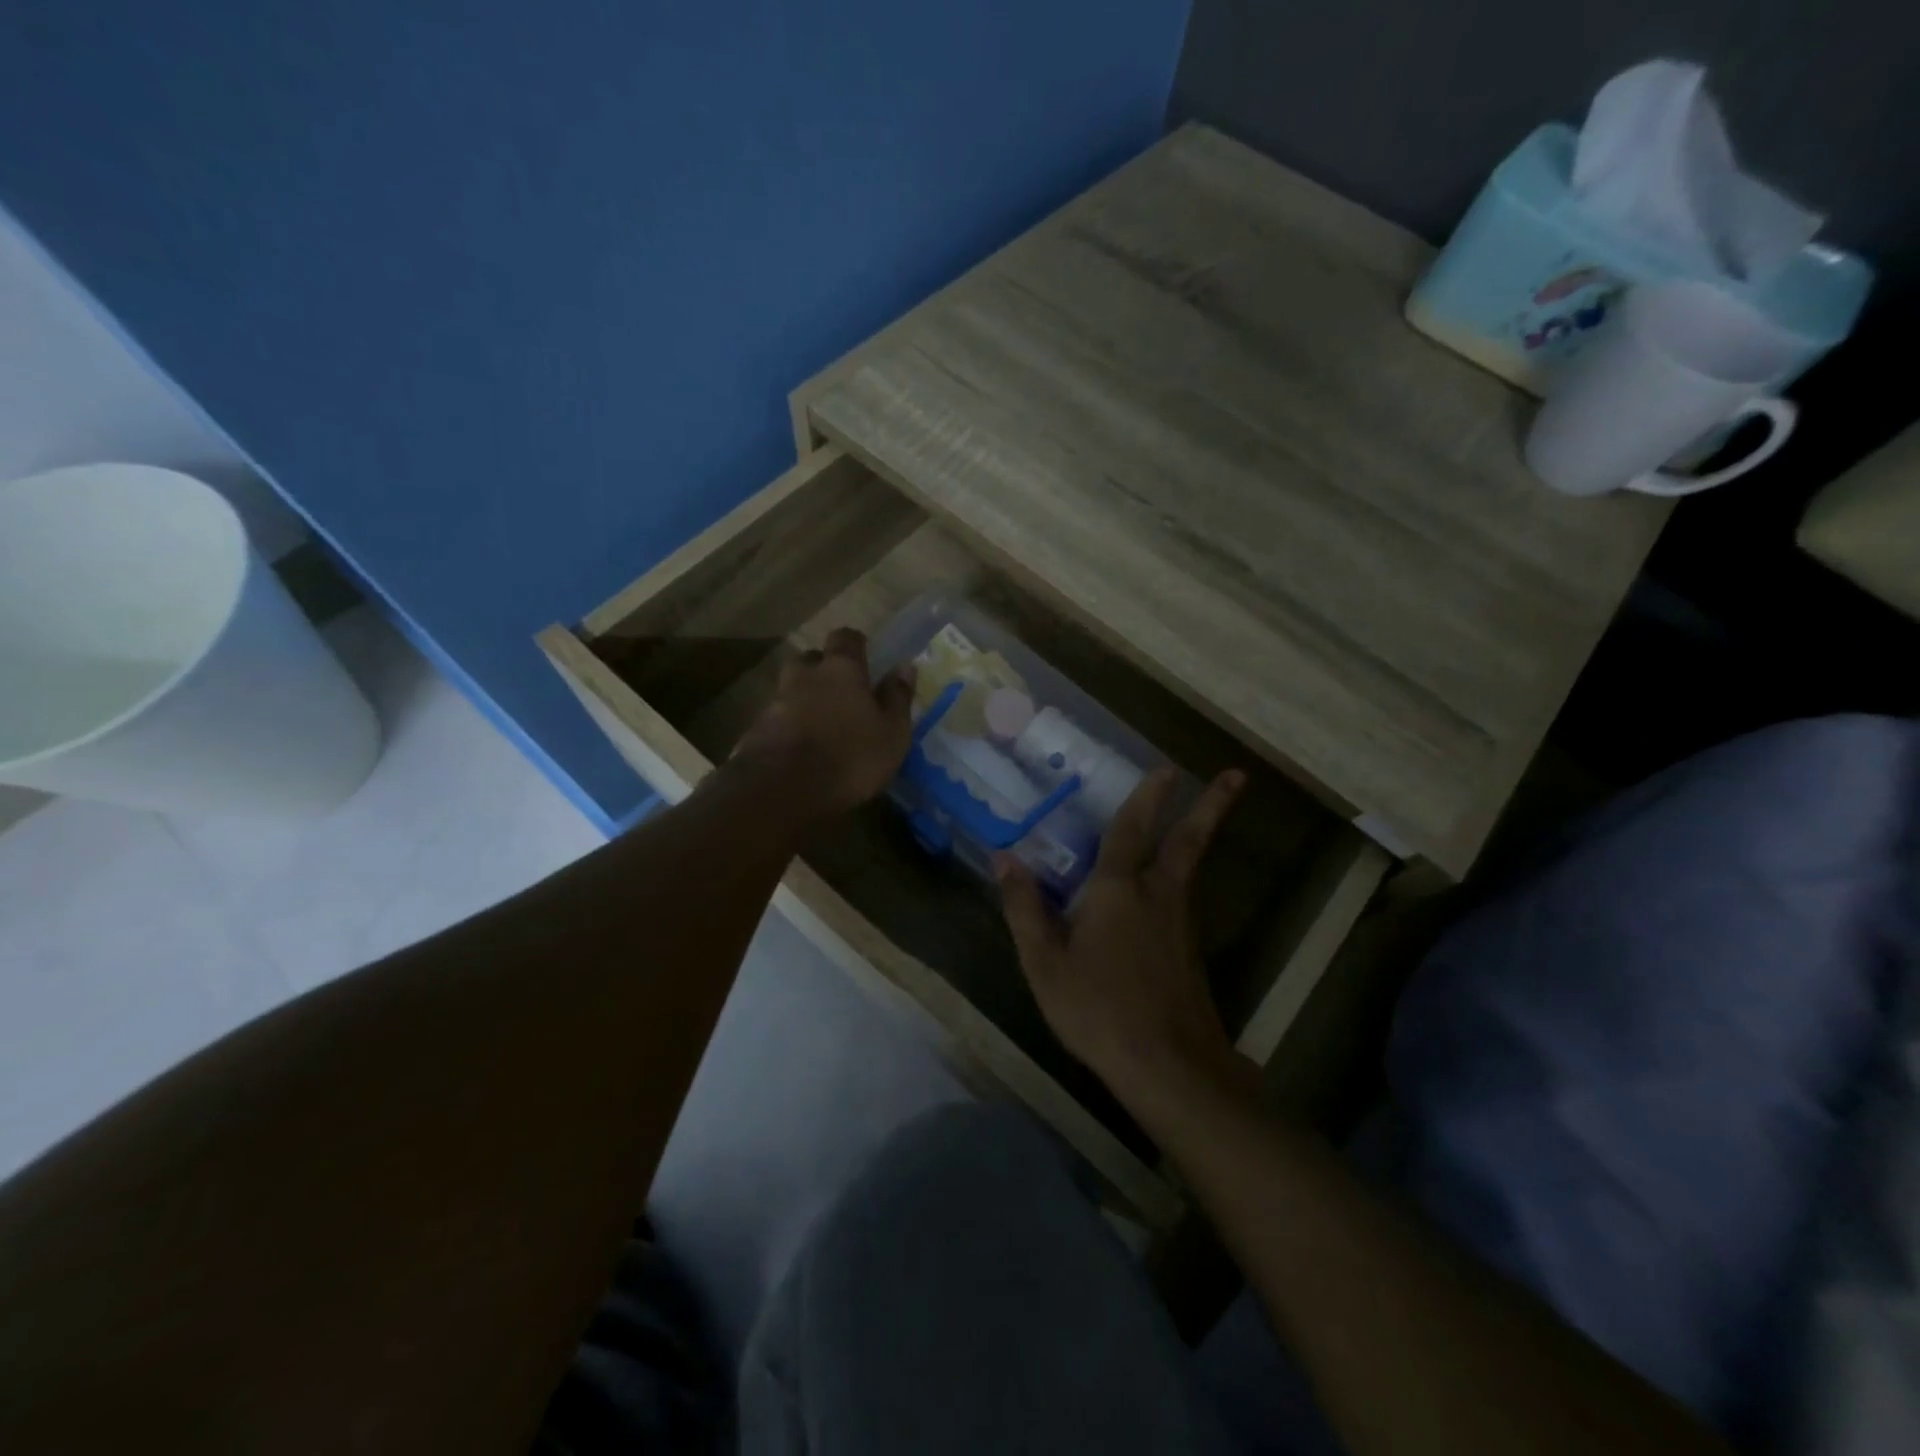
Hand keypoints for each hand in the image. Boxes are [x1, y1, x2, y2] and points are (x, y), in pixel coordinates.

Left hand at [732, 627, 914, 818]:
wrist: (782, 789)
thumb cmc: (850, 757)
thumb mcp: (892, 733)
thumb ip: (897, 697)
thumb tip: (905, 665)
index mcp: (841, 669)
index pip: (846, 638)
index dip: (855, 645)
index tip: (864, 657)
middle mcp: (804, 676)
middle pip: (811, 660)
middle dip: (823, 669)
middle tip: (840, 691)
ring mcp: (776, 701)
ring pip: (791, 689)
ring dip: (804, 699)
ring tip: (821, 724)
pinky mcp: (756, 730)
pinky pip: (777, 719)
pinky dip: (789, 726)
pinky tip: (800, 748)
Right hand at [997, 767, 1251, 1102]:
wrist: (1168, 1066)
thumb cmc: (1098, 1009)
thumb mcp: (1045, 962)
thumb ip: (1025, 907)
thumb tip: (1005, 858)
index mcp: (1118, 889)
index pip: (1131, 830)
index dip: (1146, 798)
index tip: (1166, 768)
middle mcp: (1158, 895)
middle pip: (1188, 841)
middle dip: (1210, 806)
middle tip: (1236, 775)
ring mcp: (1181, 923)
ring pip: (1192, 866)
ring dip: (1201, 833)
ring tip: (1205, 811)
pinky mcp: (1190, 950)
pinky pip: (1184, 897)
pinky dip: (1183, 875)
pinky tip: (1168, 888)